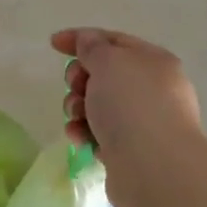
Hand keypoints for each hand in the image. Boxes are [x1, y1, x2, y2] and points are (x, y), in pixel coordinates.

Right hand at [51, 27, 204, 206]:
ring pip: (98, 105)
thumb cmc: (132, 104)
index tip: (53, 45)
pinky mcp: (130, 151)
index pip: (113, 40)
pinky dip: (86, 133)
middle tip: (76, 86)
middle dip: (80, 79)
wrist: (153, 167)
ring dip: (79, 107)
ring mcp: (143, 122)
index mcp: (153, 61)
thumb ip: (92, 46)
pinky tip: (80, 138)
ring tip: (78, 117)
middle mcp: (152, 89)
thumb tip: (88, 40)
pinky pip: (99, 133)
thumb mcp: (108, 62)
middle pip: (103, 74)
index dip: (82, 39)